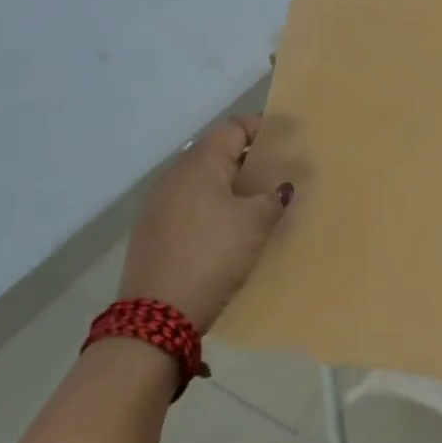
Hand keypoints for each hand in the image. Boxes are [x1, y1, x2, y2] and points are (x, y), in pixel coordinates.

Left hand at [119, 116, 292, 331]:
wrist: (158, 314)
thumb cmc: (212, 254)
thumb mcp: (255, 223)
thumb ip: (273, 197)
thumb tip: (280, 188)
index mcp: (199, 164)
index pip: (232, 128)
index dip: (261, 128)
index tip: (287, 138)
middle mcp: (174, 177)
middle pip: (217, 154)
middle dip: (249, 161)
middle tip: (279, 174)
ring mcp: (159, 206)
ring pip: (203, 183)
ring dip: (231, 188)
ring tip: (260, 204)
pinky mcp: (154, 233)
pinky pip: (191, 207)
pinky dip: (214, 209)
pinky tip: (231, 231)